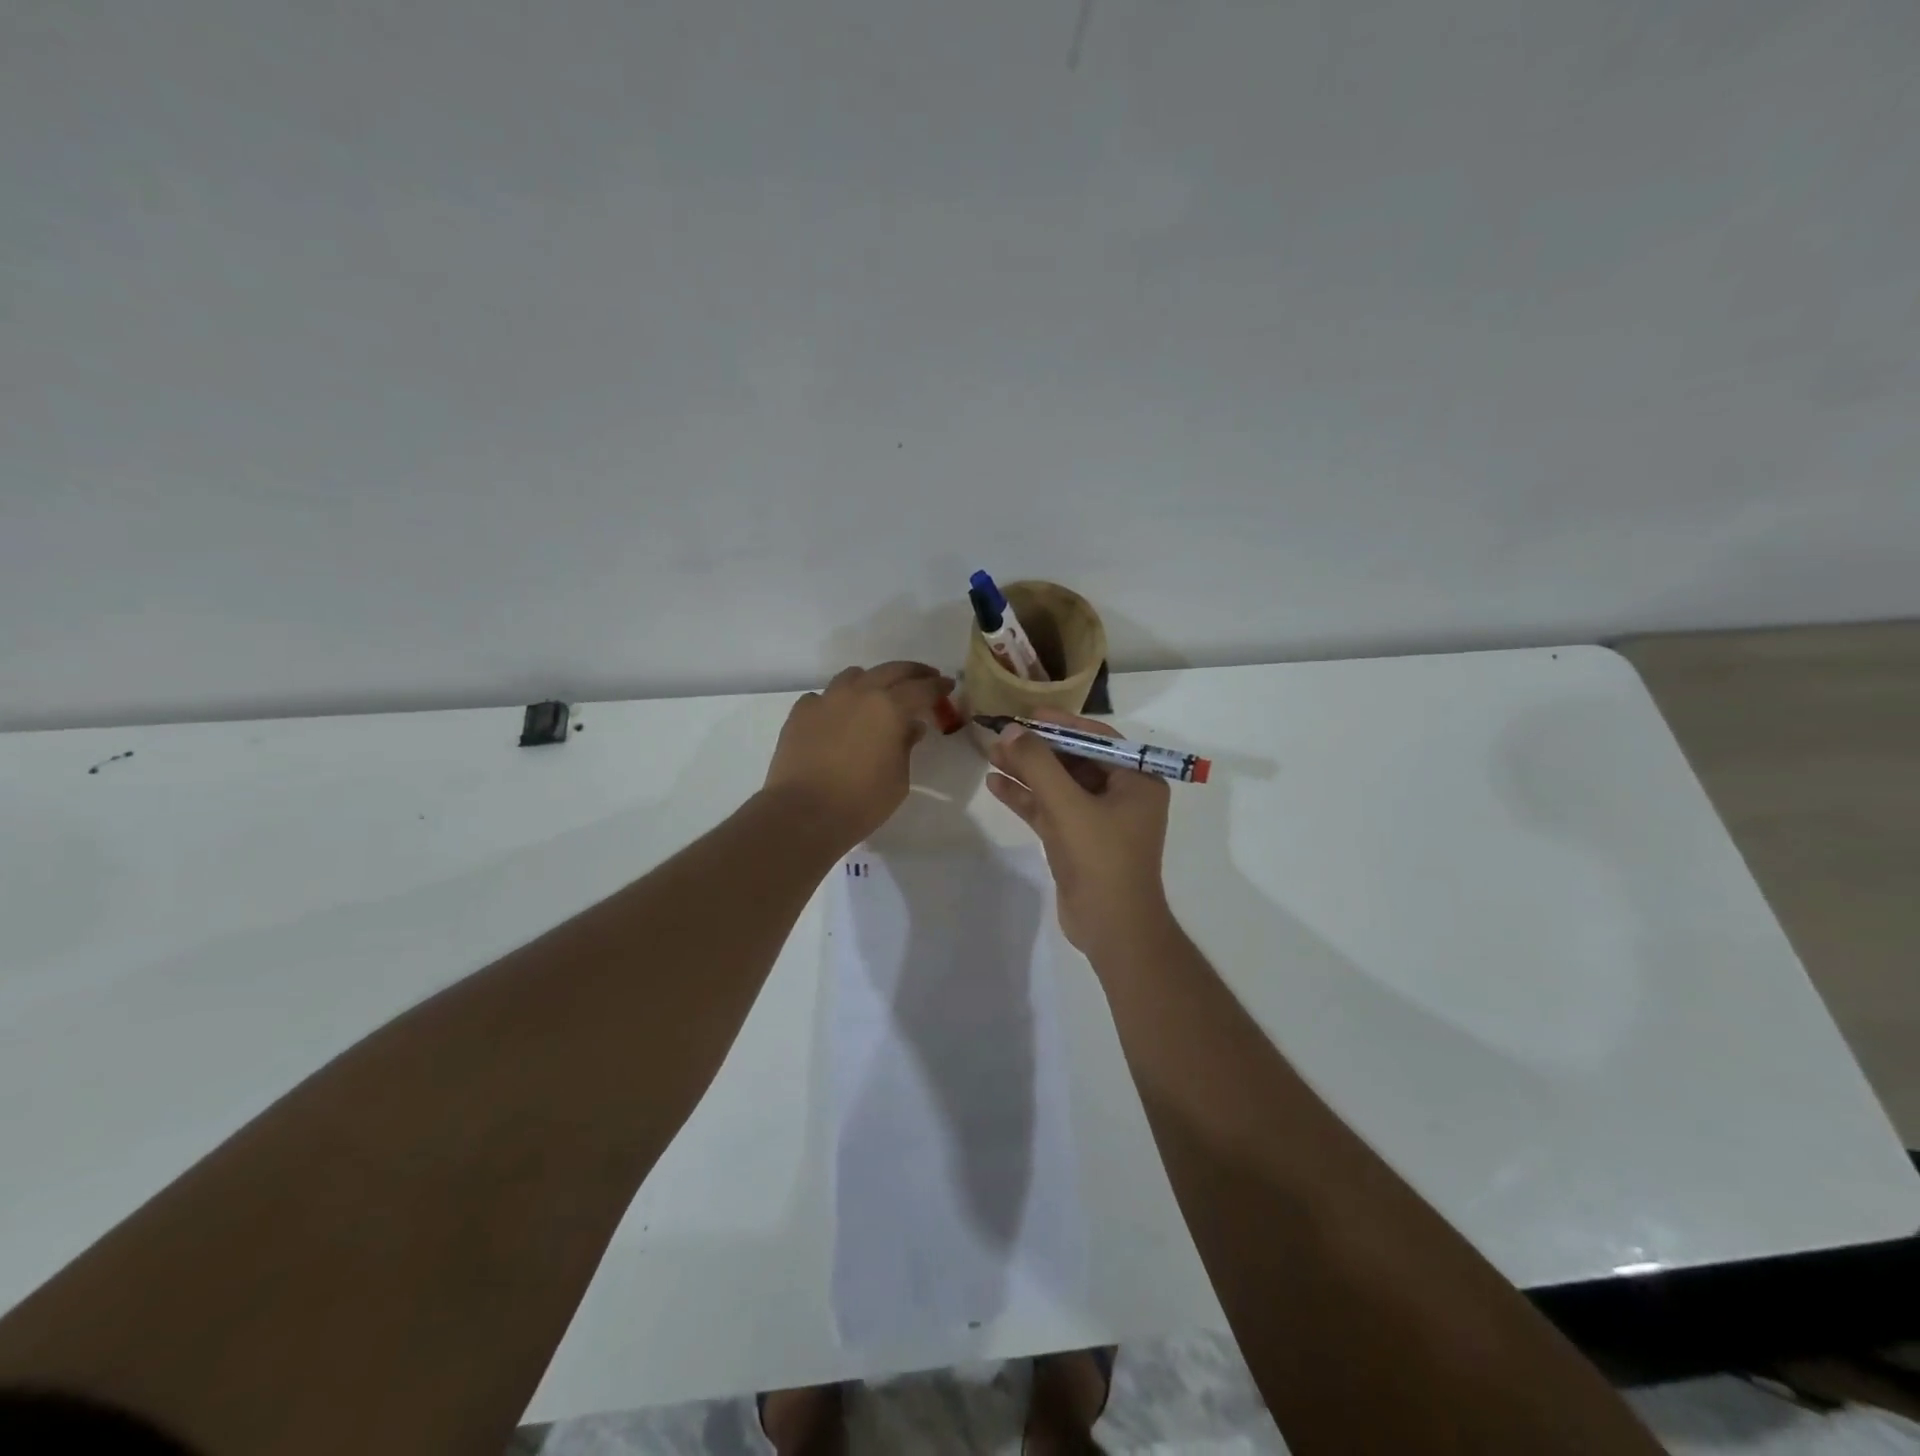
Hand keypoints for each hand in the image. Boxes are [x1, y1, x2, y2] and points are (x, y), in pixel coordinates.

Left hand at [763, 662, 953, 848]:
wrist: (803, 813)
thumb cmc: (862, 801)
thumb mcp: (898, 779)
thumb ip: (906, 746)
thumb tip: (911, 727)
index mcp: (890, 707)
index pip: (922, 688)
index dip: (938, 686)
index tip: (948, 685)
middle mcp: (859, 693)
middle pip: (891, 670)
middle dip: (913, 672)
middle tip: (926, 677)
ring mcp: (826, 699)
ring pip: (854, 676)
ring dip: (872, 680)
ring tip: (878, 693)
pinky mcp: (800, 713)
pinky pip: (823, 697)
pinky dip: (837, 702)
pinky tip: (838, 717)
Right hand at [986, 708, 1172, 958]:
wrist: (1112, 928)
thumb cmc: (1101, 859)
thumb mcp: (1068, 806)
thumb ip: (1038, 765)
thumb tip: (1012, 731)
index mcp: (1137, 781)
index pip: (1096, 739)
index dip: (1060, 724)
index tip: (1027, 714)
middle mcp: (1121, 795)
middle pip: (1073, 760)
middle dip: (1037, 749)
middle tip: (1001, 736)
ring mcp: (1098, 819)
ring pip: (1058, 786)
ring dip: (1027, 772)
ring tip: (990, 755)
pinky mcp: (1077, 840)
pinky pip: (1050, 810)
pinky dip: (1026, 798)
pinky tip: (996, 785)